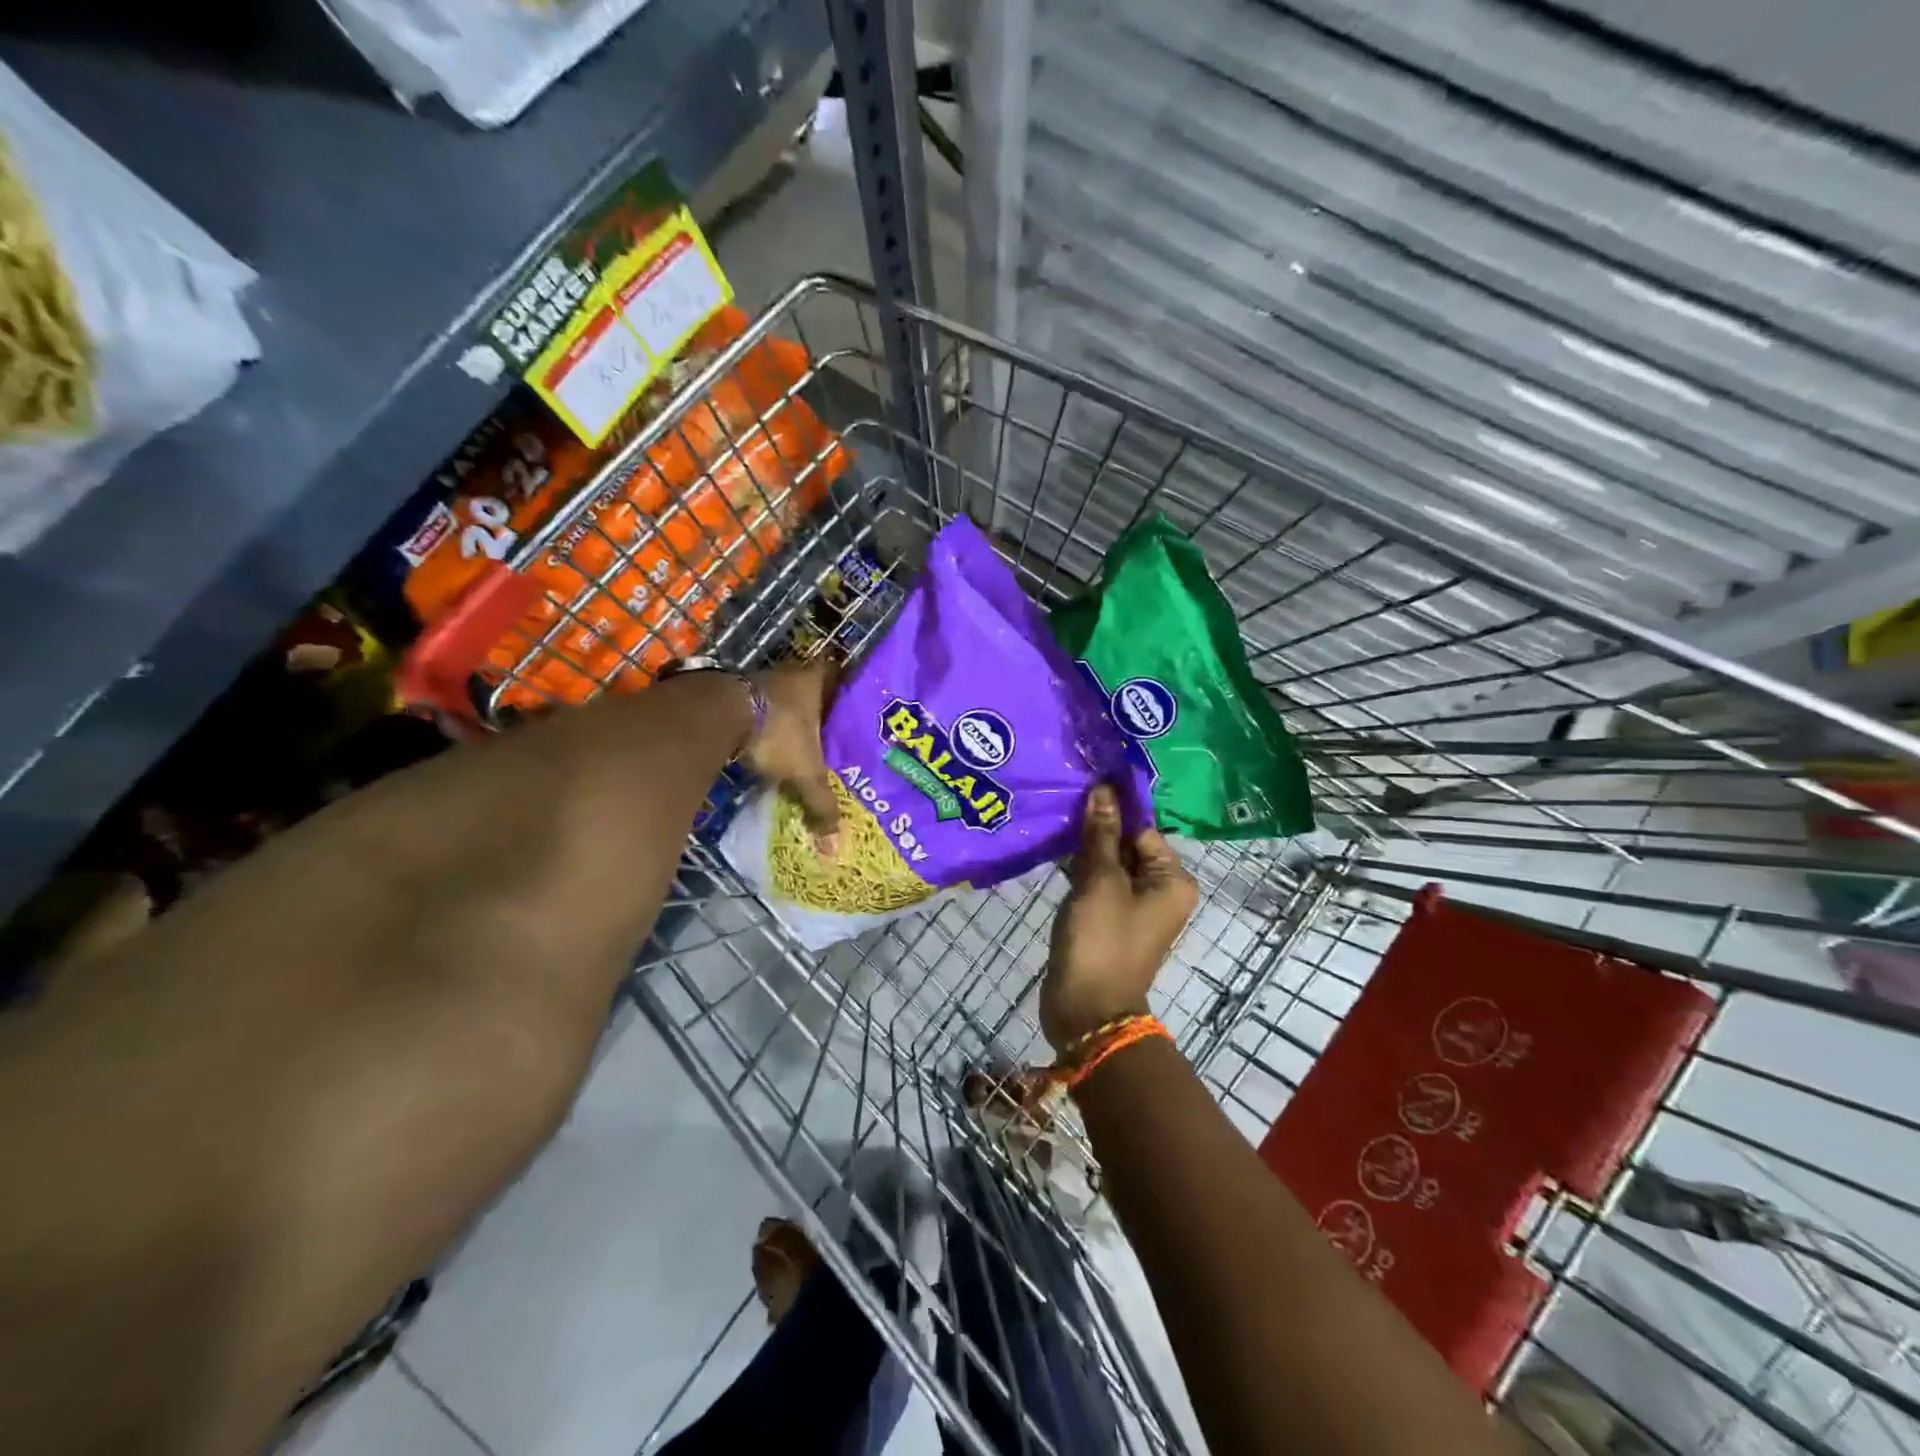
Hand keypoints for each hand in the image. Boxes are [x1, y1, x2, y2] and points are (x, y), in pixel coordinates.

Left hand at [741, 658, 842, 845]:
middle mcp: (789, 674)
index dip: (843, 687)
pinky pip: (757, 708)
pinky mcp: (732, 693)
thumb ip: (821, 804)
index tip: (849, 703)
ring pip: (781, 697)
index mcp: (815, 681)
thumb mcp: (805, 772)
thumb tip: (836, 845)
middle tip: (829, 730)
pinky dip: (763, 723)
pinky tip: (767, 742)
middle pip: (809, 687)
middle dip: (817, 708)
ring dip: (787, 716)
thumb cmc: (776, 733)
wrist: (716, 716)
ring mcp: (758, 681)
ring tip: (799, 741)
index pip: (837, 675)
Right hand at [1041, 784, 1198, 1051]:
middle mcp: (1160, 890)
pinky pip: (1098, 882)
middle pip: (1127, 844)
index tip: (1082, 782)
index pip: (1142, 828)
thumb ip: (1101, 834)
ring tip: (1054, 818)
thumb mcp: (1100, 881)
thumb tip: (1103, 789)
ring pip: (1109, 862)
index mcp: (1172, 880)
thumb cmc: (1101, 940)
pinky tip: (1054, 849)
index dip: (1113, 807)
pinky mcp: (1109, 918)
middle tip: (1063, 796)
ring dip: (1085, 846)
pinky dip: (1080, 869)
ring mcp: (1133, 906)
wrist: (1086, 1010)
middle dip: (1097, 825)